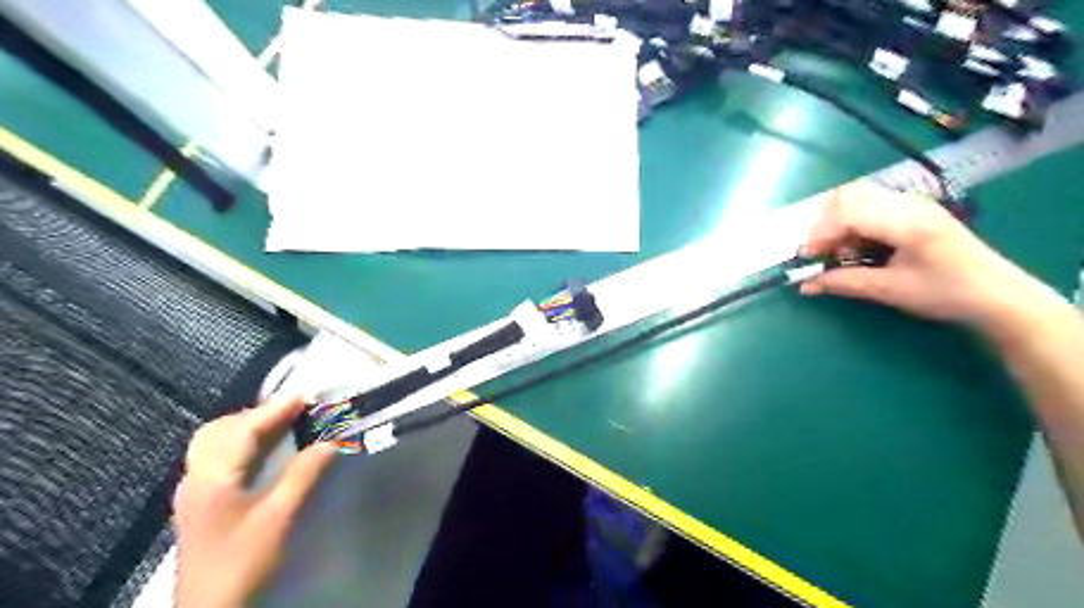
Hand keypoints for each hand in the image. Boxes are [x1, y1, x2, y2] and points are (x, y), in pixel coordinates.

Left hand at [172, 394, 336, 607]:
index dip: (276, 409)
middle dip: (257, 414)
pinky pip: (215, 458)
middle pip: (220, 430)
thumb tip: (331, 441)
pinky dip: (240, 444)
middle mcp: (196, 477)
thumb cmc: (243, 560)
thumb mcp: (279, 517)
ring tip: (281, 427)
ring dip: (247, 427)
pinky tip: (259, 454)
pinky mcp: (198, 503)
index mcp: (212, 476)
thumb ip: (304, 474)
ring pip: (214, 443)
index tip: (307, 395)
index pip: (244, 428)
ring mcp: (193, 491)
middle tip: (294, 412)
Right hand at [798, 180, 1046, 332]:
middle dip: (824, 224)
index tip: (808, 258)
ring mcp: (911, 203)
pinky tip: (858, 248)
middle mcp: (907, 203)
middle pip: (846, 195)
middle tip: (822, 253)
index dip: (820, 233)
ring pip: (855, 198)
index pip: (847, 211)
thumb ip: (844, 283)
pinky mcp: (911, 210)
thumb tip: (805, 286)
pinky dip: (852, 224)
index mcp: (906, 221)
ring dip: (837, 224)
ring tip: (841, 254)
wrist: (998, 294)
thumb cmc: (946, 293)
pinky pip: (869, 206)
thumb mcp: (890, 290)